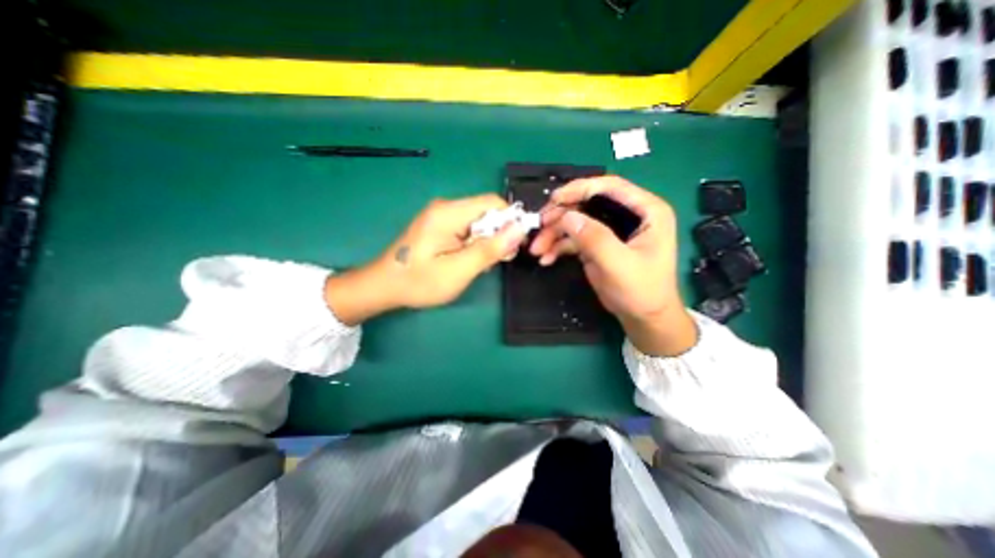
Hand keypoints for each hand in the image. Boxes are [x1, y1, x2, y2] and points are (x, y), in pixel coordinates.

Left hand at [326, 194, 527, 322]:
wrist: (384, 286)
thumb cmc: (420, 282)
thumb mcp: (459, 270)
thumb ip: (490, 249)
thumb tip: (519, 228)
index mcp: (449, 213)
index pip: (494, 203)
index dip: (510, 222)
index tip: (511, 248)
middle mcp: (446, 207)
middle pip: (487, 212)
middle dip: (497, 235)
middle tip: (490, 262)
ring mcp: (441, 215)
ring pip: (479, 222)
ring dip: (486, 242)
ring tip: (475, 265)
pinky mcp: (439, 225)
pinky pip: (467, 228)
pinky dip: (474, 243)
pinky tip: (466, 260)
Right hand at [532, 177, 694, 355]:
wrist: (643, 318)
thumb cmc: (642, 291)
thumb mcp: (620, 265)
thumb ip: (595, 239)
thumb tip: (567, 217)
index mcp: (646, 211)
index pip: (610, 187)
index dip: (580, 188)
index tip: (554, 199)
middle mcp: (627, 215)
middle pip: (587, 203)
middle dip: (561, 215)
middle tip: (539, 226)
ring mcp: (609, 230)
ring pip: (576, 221)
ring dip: (554, 233)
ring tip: (537, 249)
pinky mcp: (596, 245)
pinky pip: (573, 239)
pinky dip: (558, 246)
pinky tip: (546, 258)